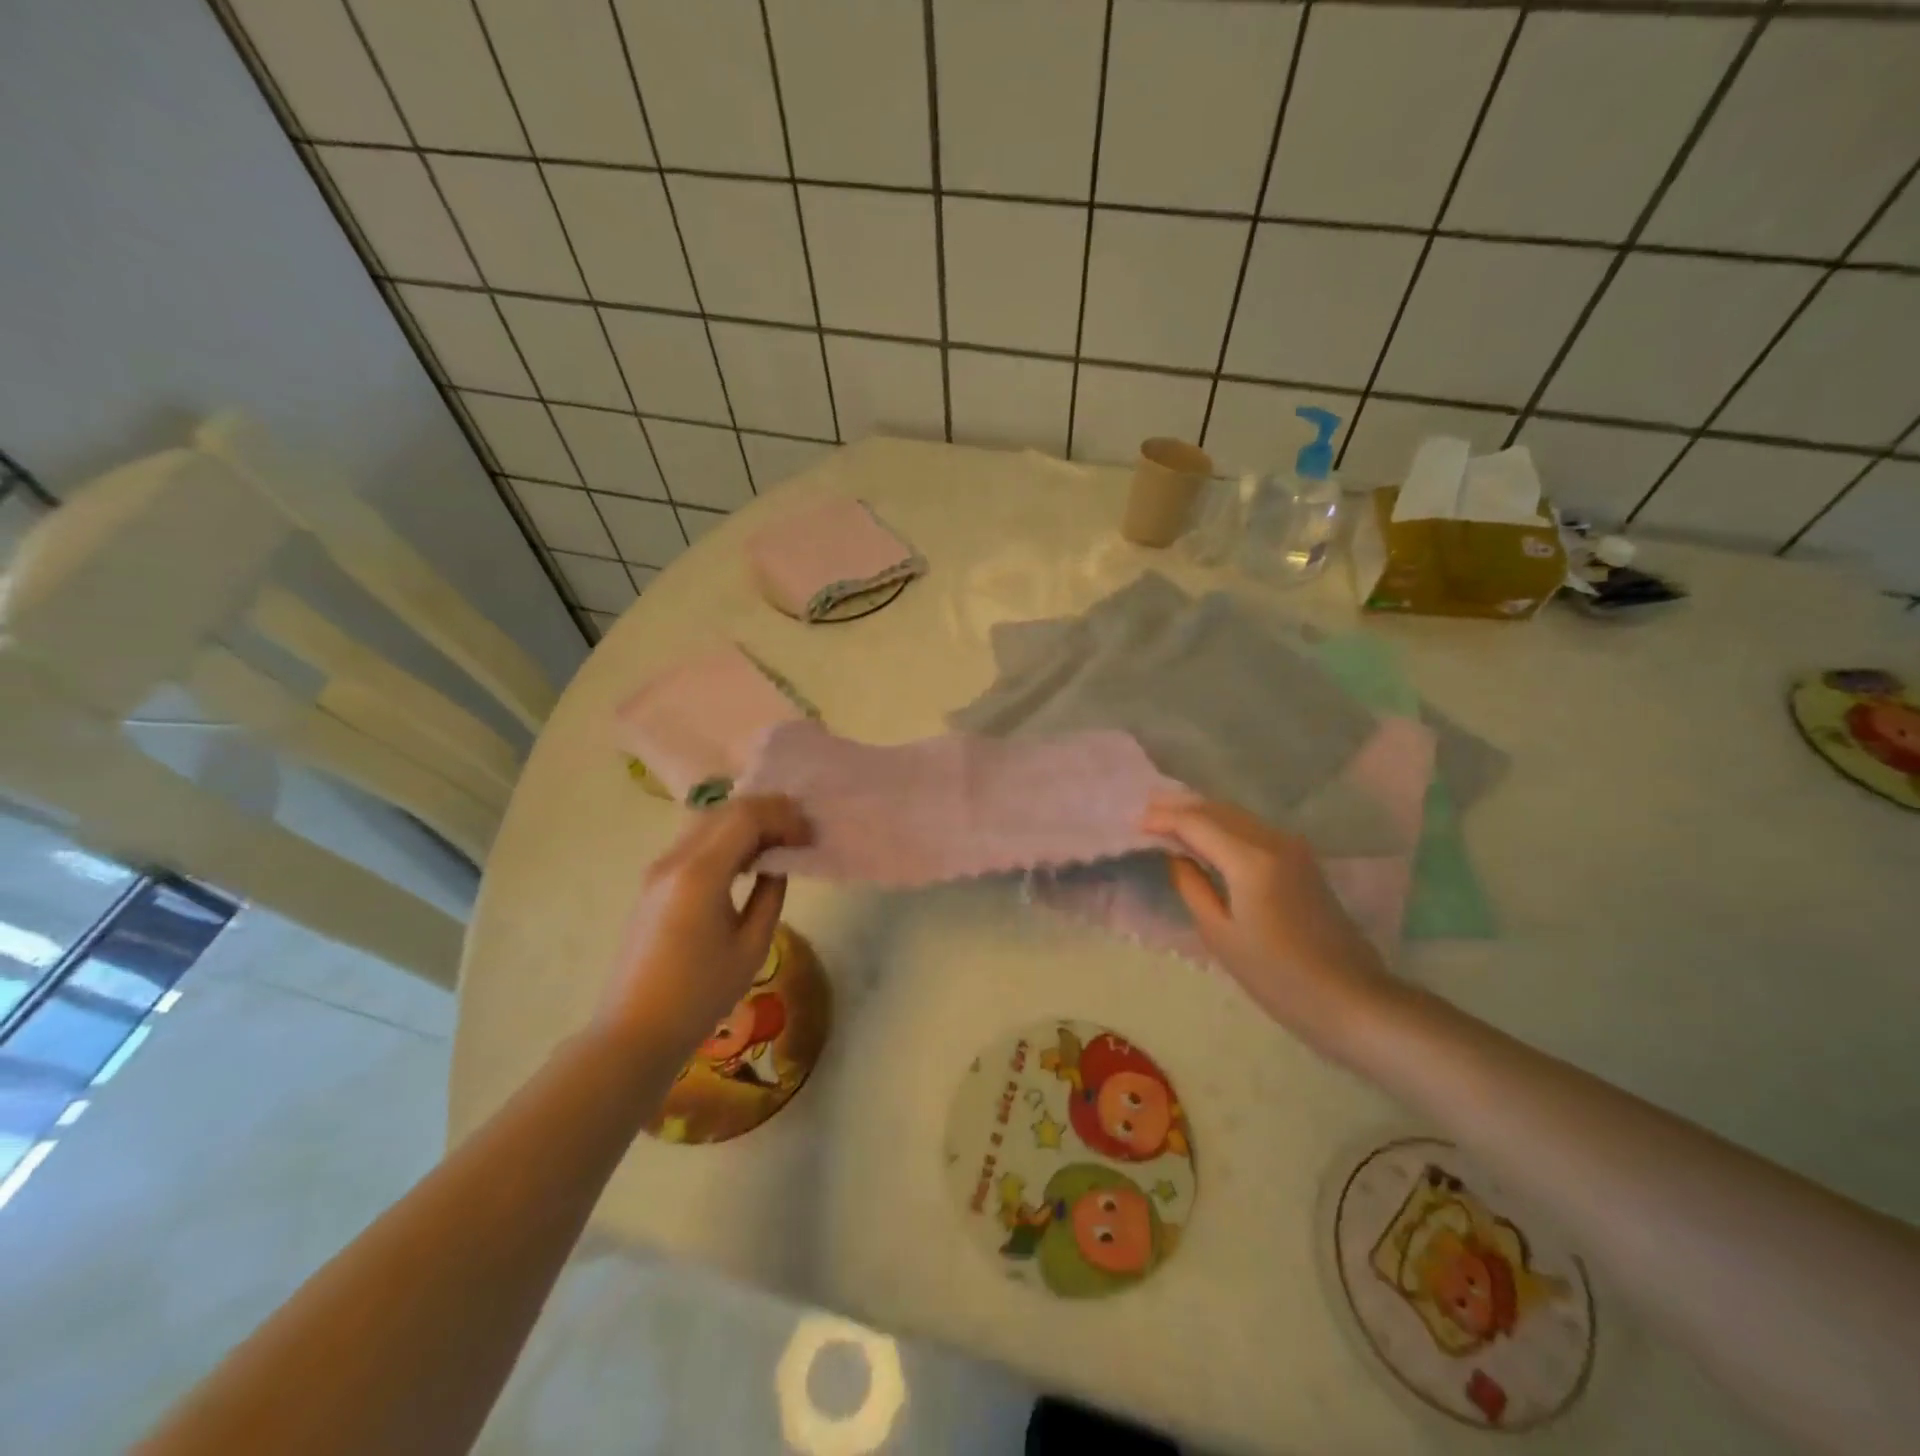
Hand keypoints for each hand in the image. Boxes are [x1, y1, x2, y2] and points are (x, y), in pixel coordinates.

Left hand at [596, 795, 811, 1061]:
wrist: (636, 1030)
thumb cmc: (700, 995)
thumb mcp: (752, 946)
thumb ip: (770, 894)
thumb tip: (777, 864)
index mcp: (700, 874)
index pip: (747, 817)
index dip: (784, 818)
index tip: (810, 836)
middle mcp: (675, 859)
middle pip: (727, 811)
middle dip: (769, 812)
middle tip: (801, 832)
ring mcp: (659, 868)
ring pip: (709, 821)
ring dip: (747, 821)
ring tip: (779, 840)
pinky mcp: (654, 881)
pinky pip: (696, 840)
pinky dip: (727, 836)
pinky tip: (748, 857)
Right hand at [1141, 795, 1393, 1053]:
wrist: (1351, 997)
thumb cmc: (1277, 976)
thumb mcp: (1220, 935)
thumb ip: (1192, 886)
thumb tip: (1176, 855)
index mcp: (1250, 860)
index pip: (1197, 823)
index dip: (1162, 819)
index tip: (1133, 823)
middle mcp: (1273, 841)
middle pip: (1218, 809)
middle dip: (1179, 806)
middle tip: (1144, 807)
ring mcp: (1292, 847)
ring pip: (1236, 815)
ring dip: (1202, 812)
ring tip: (1168, 814)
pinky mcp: (1302, 859)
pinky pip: (1252, 828)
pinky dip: (1223, 824)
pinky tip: (1207, 833)